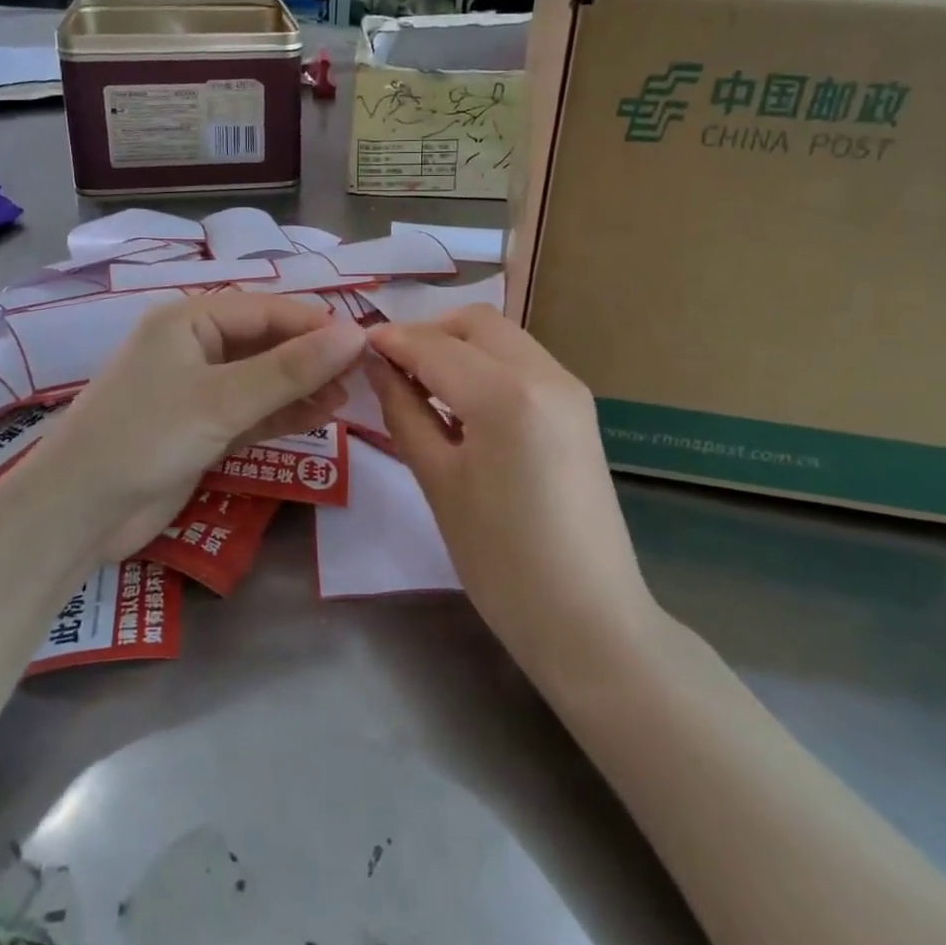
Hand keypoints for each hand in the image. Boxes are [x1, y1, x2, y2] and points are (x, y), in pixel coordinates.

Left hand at [34, 294, 365, 559]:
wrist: (78, 513)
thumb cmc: (146, 437)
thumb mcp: (223, 400)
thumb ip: (291, 369)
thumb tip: (356, 335)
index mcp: (188, 320)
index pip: (266, 309)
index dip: (315, 323)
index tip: (364, 342)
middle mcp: (192, 347)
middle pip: (265, 342)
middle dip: (311, 357)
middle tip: (361, 375)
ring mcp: (195, 390)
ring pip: (261, 379)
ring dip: (301, 387)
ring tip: (347, 397)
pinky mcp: (199, 429)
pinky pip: (251, 411)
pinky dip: (282, 413)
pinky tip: (319, 416)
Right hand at [365, 306, 653, 672]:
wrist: (590, 621)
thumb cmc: (501, 562)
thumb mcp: (438, 482)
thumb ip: (403, 411)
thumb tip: (377, 365)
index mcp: (507, 395)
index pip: (435, 345)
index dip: (391, 341)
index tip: (355, 347)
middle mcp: (546, 374)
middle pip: (475, 323)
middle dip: (428, 334)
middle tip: (391, 370)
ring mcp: (569, 388)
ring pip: (501, 337)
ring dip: (458, 347)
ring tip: (422, 387)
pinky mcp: (578, 408)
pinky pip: (522, 362)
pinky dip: (485, 366)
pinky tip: (462, 404)